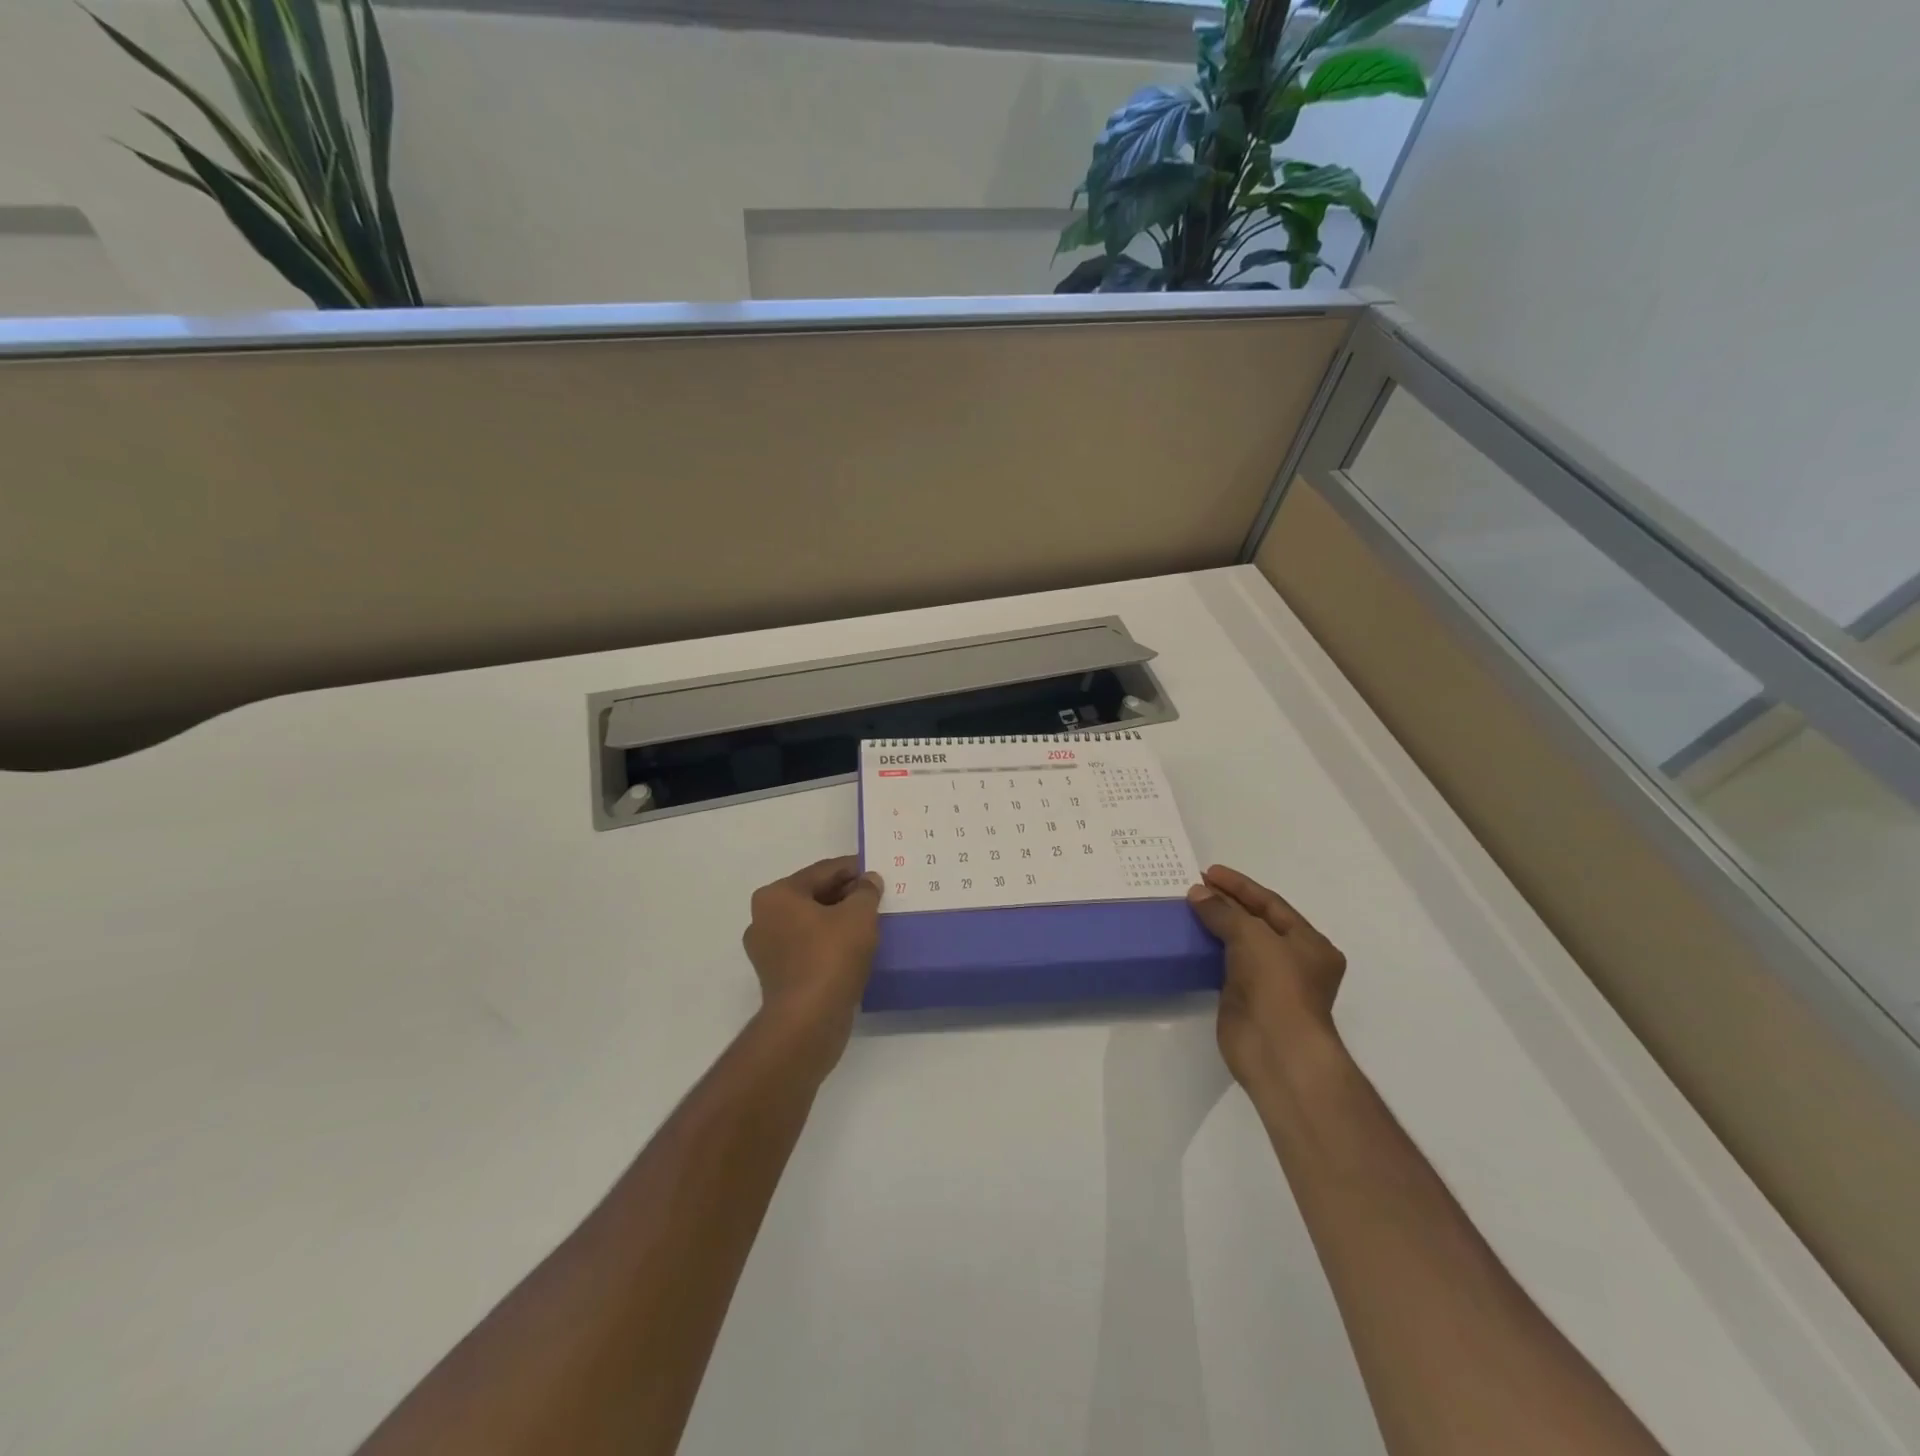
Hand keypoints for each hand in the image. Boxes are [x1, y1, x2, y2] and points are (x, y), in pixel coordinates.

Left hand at [742, 856, 883, 1067]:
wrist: (808, 1020)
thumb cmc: (831, 956)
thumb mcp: (859, 914)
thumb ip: (866, 891)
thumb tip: (868, 881)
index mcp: (776, 895)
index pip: (822, 871)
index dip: (852, 869)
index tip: (876, 870)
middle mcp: (763, 918)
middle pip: (813, 896)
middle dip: (845, 895)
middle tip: (876, 897)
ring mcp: (767, 950)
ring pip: (810, 924)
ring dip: (837, 921)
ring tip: (869, 922)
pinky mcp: (777, 977)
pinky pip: (808, 948)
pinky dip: (829, 944)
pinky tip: (854, 948)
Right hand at [1186, 864, 1346, 1088]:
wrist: (1276, 1048)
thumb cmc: (1276, 985)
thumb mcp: (1251, 936)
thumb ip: (1223, 911)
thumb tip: (1197, 893)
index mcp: (1310, 943)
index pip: (1271, 904)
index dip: (1240, 886)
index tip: (1209, 872)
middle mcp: (1294, 960)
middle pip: (1256, 922)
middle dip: (1227, 903)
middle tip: (1194, 887)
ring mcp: (1270, 982)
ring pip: (1240, 944)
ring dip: (1216, 926)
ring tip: (1188, 908)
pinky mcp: (1246, 999)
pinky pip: (1226, 966)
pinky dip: (1210, 951)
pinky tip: (1190, 939)